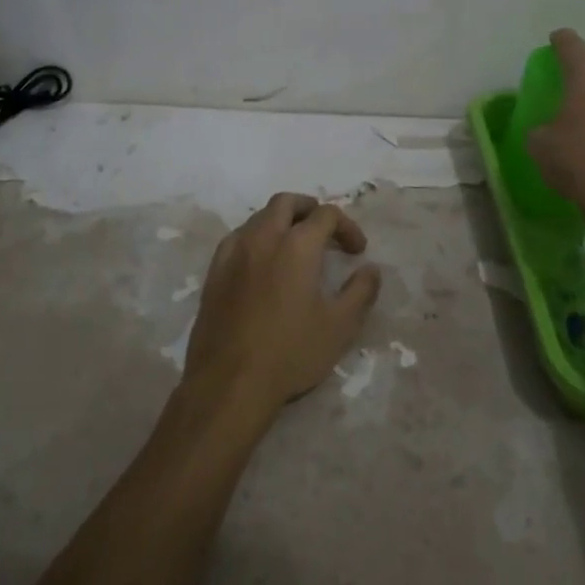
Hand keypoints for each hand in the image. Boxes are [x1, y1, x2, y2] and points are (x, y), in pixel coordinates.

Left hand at [182, 193, 382, 417]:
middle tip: (325, 231)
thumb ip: (360, 292)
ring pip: (259, 217)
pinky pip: (238, 238)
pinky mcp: (214, 271)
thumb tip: (370, 270)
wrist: (229, 382)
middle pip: (286, 203)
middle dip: (310, 209)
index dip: (347, 227)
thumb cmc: (290, 353)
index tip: (357, 251)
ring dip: (281, 222)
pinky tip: (262, 264)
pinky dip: (256, 238)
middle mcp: (263, 237)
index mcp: (297, 245)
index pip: (326, 215)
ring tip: (295, 248)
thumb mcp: (339, 326)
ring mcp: (233, 252)